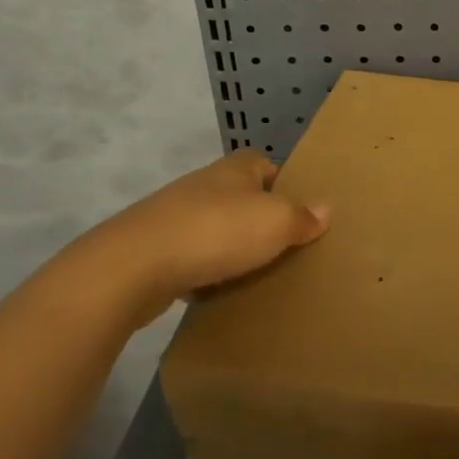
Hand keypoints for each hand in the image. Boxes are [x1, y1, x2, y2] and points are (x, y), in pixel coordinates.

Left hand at [55, 149, 328, 329]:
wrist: (133, 267)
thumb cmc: (216, 232)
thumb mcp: (275, 222)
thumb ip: (303, 217)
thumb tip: (326, 209)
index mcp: (235, 169)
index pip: (267, 165)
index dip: (285, 184)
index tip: (301, 211)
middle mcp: (205, 185)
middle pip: (242, 198)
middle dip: (260, 219)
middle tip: (286, 247)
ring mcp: (175, 216)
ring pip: (216, 229)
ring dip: (231, 247)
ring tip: (257, 273)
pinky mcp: (154, 249)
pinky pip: (192, 258)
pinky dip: (205, 272)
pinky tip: (218, 293)